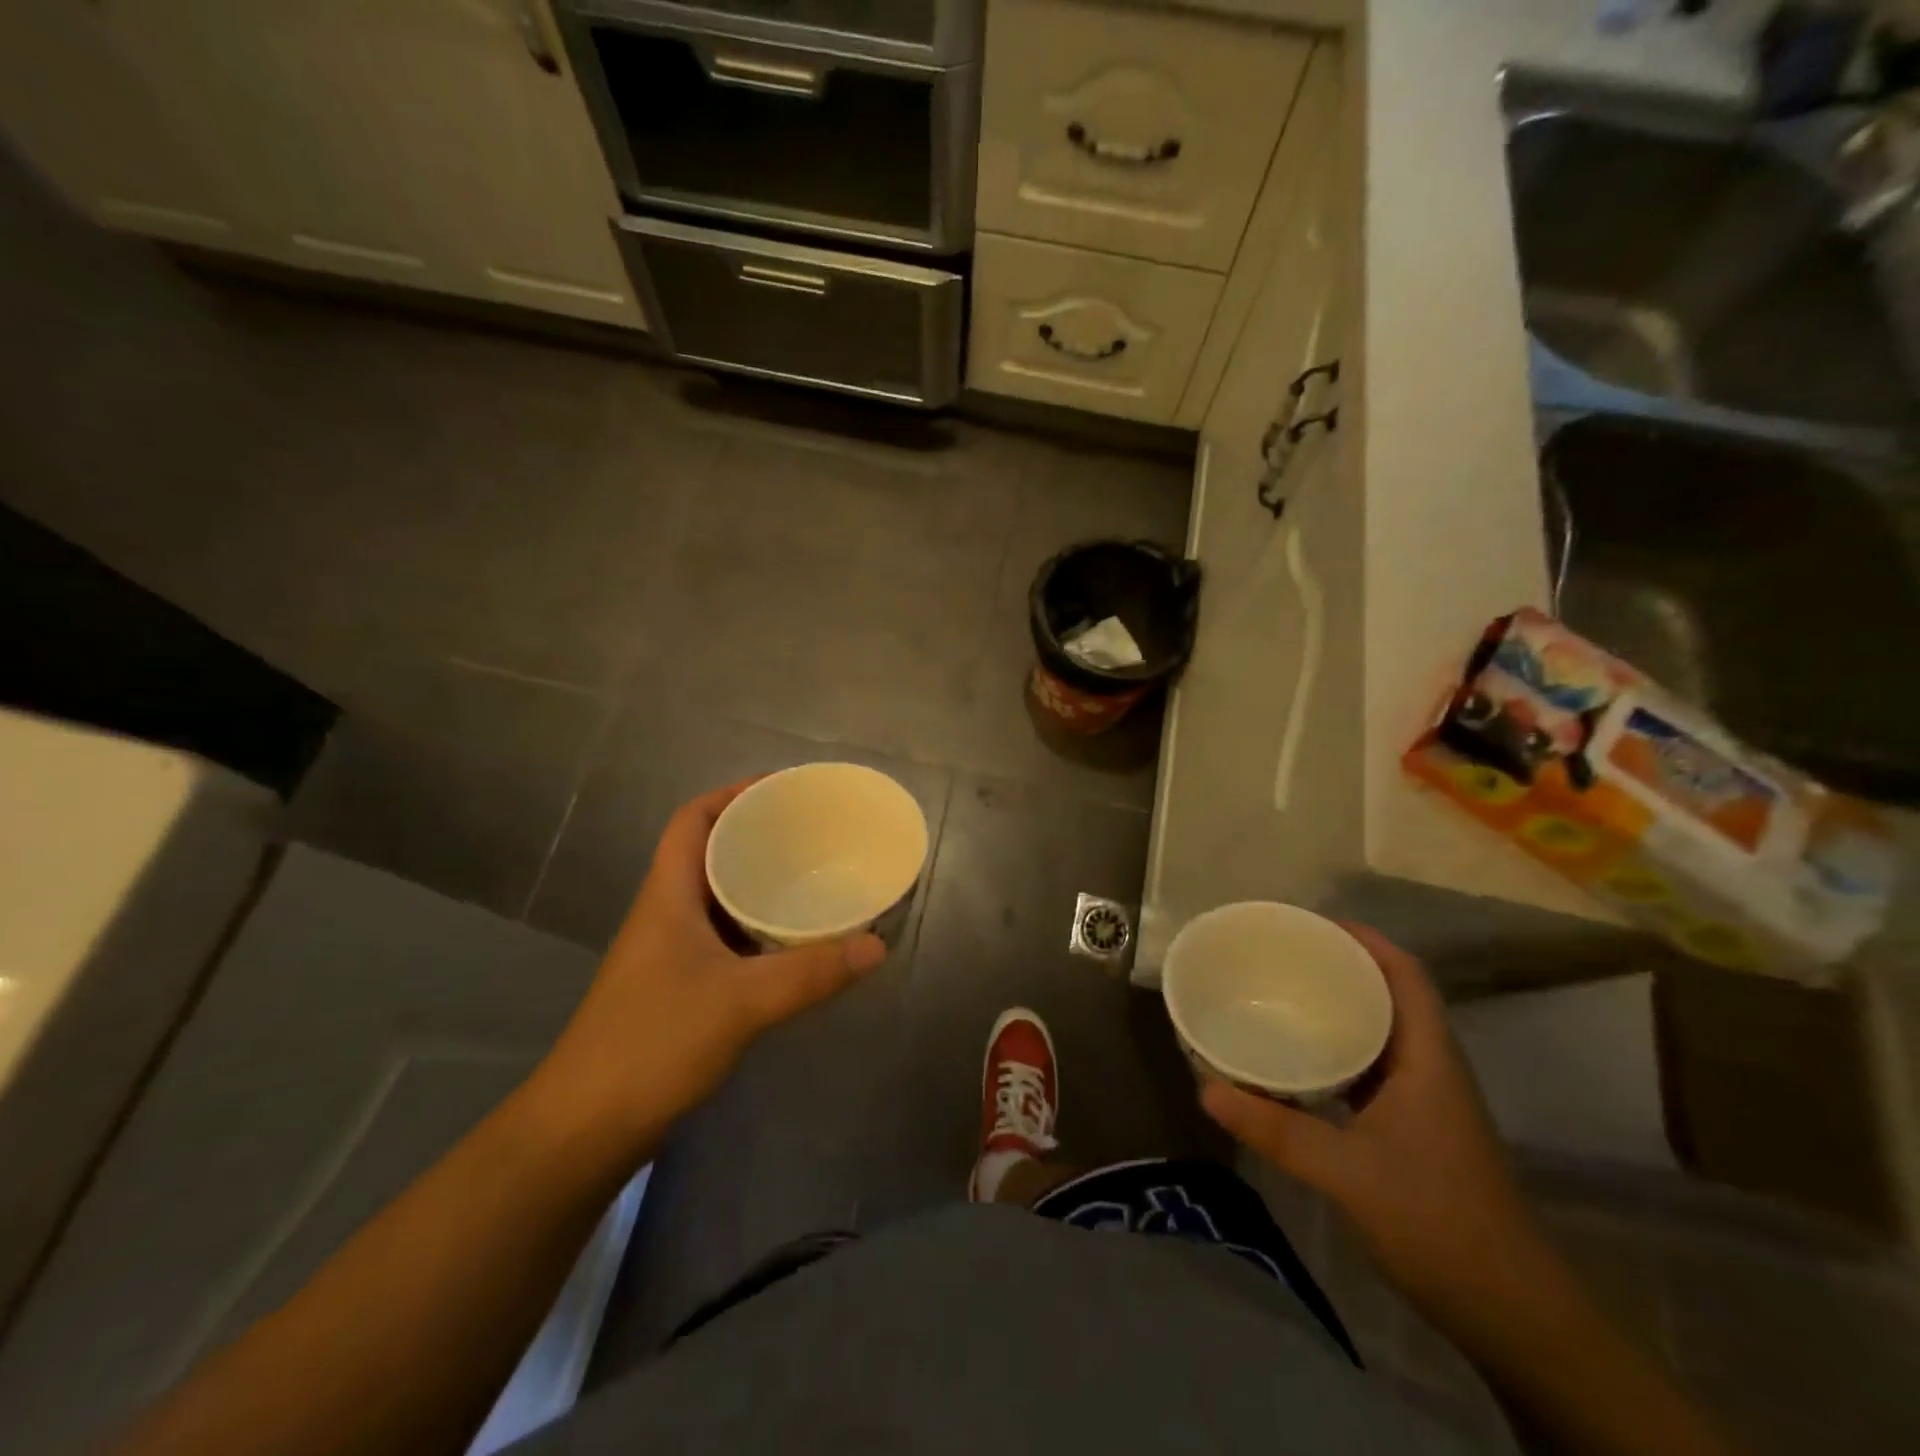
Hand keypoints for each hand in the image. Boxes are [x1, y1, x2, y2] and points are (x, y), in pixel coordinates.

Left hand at [538, 780, 886, 1150]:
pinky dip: (758, 929)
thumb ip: (811, 972)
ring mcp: (669, 952)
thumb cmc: (654, 1042)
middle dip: (758, 836)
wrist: (586, 1128)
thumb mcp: (741, 1002)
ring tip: (811, 878)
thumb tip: (877, 945)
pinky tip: (792, 944)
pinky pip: (725, 938)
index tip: (784, 792)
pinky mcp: (678, 986)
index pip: (693, 820)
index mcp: (668, 894)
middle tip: (813, 835)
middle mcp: (666, 913)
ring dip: (759, 884)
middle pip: (709, 853)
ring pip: (718, 898)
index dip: (733, 795)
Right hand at [1201, 923, 1547, 1322]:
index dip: (1365, 940)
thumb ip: (1275, 1128)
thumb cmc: (1435, 1221)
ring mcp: (1426, 1099)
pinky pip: (1373, 1066)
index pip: (1405, 975)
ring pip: (1382, 1032)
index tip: (1311, 924)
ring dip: (1340, 1008)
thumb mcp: (1345, 1172)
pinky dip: (1339, 1050)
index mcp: (1428, 1058)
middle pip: (1391, 994)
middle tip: (1283, 956)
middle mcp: (1431, 1066)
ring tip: (1285, 995)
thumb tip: (1205, 1088)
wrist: (1509, 1310)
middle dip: (1341, 967)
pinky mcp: (1415, 1126)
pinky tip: (1301, 1060)